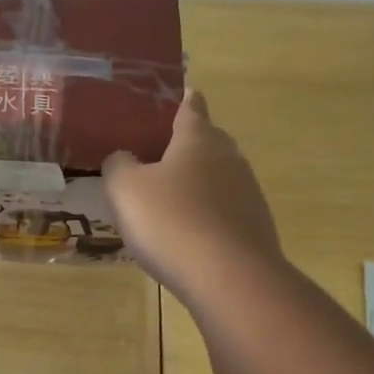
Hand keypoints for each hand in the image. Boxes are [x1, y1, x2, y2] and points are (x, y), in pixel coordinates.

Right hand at [102, 91, 283, 298]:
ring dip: (197, 183)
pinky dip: (208, 215)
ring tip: (169, 199)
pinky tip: (189, 234)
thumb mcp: (125, 189)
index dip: (181, 100)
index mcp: (198, 139)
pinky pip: (225, 210)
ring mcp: (248, 193)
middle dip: (187, 144)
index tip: (176, 95)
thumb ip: (118, 165)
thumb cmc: (171, 222)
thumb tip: (124, 158)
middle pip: (208, 141)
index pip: (191, 107)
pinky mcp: (255, 227)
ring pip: (218, 177)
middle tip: (157, 154)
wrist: (229, 278)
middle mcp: (229, 158)